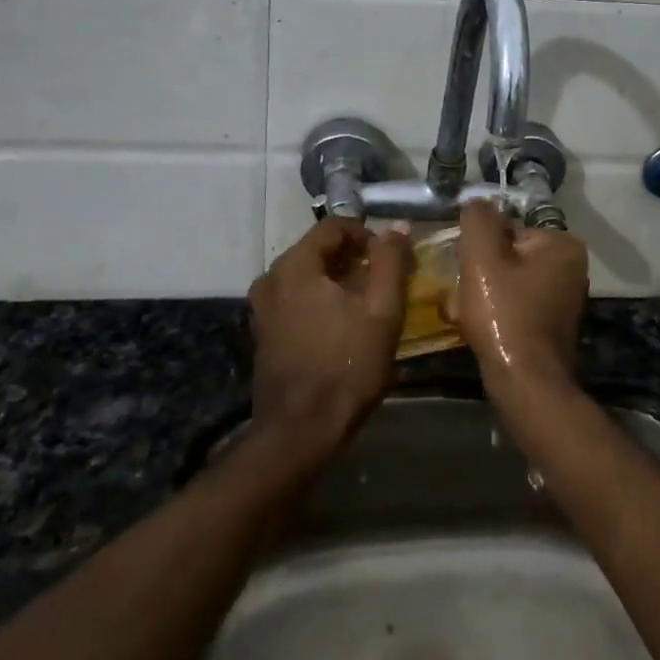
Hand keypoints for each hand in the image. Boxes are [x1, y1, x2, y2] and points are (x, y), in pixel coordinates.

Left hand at [249, 218, 411, 457]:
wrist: (299, 433)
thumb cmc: (345, 366)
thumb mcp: (382, 311)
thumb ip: (391, 262)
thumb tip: (396, 226)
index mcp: (294, 265)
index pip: (334, 226)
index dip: (367, 236)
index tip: (390, 259)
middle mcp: (271, 278)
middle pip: (319, 250)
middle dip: (353, 259)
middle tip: (383, 282)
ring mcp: (262, 308)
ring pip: (307, 276)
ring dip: (338, 281)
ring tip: (367, 304)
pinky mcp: (263, 333)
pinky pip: (296, 298)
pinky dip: (320, 300)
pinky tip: (342, 325)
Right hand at [451, 201, 589, 400]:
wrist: (525, 384)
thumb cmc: (505, 314)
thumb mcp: (483, 256)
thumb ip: (478, 219)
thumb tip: (476, 203)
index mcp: (563, 244)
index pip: (509, 229)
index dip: (481, 248)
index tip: (468, 269)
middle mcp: (572, 268)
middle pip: (509, 255)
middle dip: (481, 272)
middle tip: (463, 293)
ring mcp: (564, 298)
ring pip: (508, 281)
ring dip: (483, 293)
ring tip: (465, 312)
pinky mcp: (552, 325)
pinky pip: (516, 304)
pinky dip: (496, 312)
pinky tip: (478, 327)